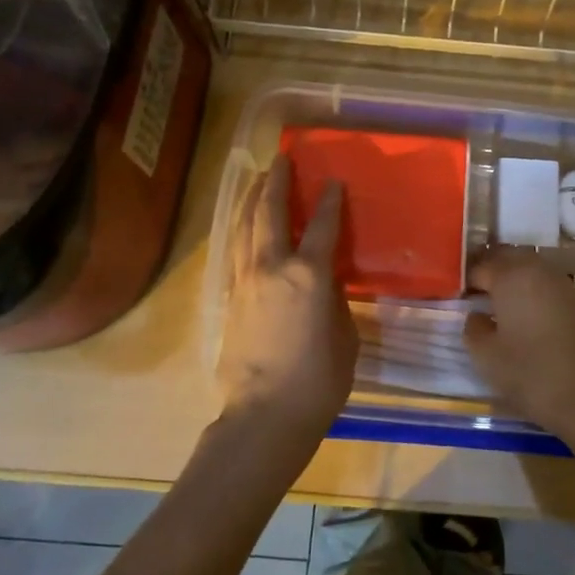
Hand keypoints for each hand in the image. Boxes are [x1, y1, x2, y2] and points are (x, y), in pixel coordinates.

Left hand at [216, 155, 357, 446]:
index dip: (330, 200)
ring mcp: (246, 282)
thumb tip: (326, 285)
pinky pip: (235, 252)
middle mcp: (273, 268)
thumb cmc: (318, 381)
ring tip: (258, 180)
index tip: (333, 180)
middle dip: (277, 183)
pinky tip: (244, 227)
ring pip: (245, 228)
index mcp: (309, 275)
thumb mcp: (344, 337)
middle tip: (280, 160)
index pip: (323, 226)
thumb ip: (335, 302)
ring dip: (253, 200)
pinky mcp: (229, 300)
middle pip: (271, 213)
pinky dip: (241, 231)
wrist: (265, 415)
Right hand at [464, 248, 574, 443]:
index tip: (453, 296)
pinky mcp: (574, 300)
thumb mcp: (485, 356)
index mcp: (511, 275)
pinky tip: (520, 311)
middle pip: (506, 258)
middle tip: (471, 292)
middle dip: (488, 269)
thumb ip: (473, 328)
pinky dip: (528, 289)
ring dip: (509, 277)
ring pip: (527, 267)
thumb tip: (477, 315)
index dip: (463, 281)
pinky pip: (542, 282)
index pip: (479, 267)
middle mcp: (536, 269)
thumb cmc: (529, 373)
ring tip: (494, 301)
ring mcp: (559, 283)